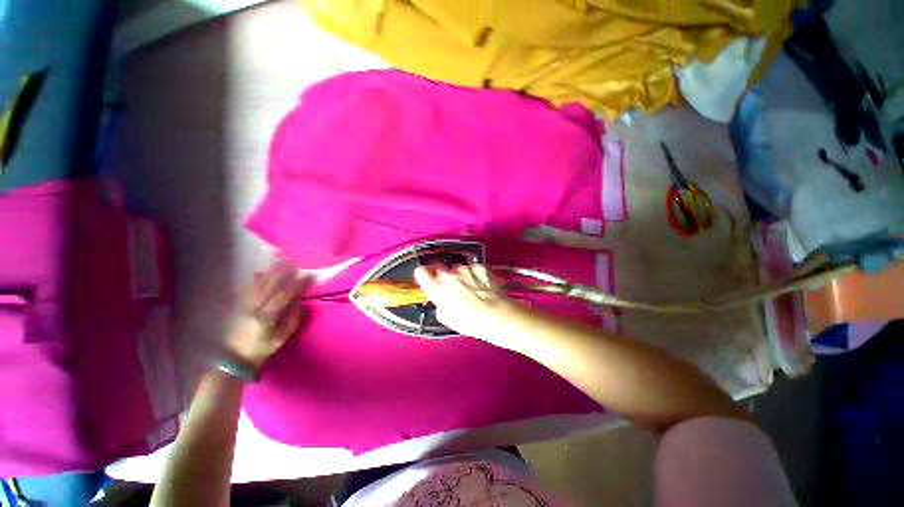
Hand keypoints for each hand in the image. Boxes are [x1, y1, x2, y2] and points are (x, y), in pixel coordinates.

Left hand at [227, 260, 311, 368]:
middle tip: (293, 260)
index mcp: (267, 315)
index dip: (297, 284)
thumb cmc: (262, 348)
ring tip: (279, 260)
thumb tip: (300, 303)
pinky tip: (260, 272)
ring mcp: (247, 305)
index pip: (284, 295)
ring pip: (260, 284)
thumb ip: (292, 319)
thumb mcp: (281, 337)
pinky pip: (250, 289)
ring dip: (270, 271)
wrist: (236, 357)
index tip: (309, 275)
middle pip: (270, 285)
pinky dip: (256, 279)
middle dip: (282, 272)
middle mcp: (256, 306)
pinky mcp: (242, 306)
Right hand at [413, 263, 521, 345]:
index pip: (421, 272)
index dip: (423, 275)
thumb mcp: (447, 318)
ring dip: (460, 276)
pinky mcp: (480, 266)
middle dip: (444, 278)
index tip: (427, 279)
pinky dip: (474, 274)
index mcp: (437, 287)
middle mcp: (449, 274)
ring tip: (472, 289)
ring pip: (457, 269)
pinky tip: (482, 285)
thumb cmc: (470, 322)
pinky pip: (472, 268)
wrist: (498, 315)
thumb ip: (439, 303)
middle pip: (440, 270)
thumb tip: (442, 297)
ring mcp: (466, 268)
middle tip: (454, 289)